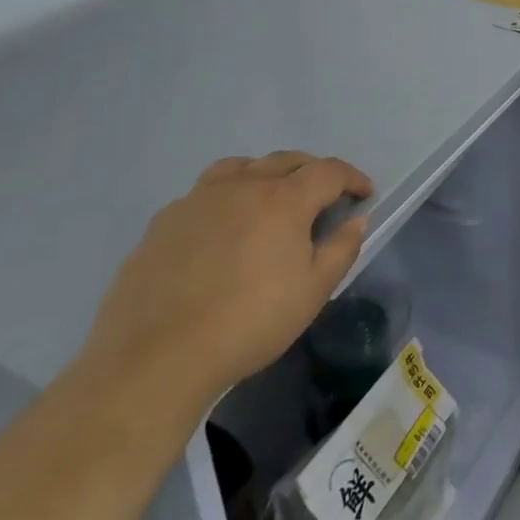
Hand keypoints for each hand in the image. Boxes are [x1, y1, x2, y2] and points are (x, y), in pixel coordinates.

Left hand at [82, 152, 373, 406]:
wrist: (155, 360)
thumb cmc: (248, 324)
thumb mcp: (313, 292)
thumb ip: (342, 248)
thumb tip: (356, 219)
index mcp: (284, 199)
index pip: (329, 171)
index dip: (352, 178)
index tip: (364, 194)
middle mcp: (243, 186)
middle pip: (287, 160)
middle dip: (313, 171)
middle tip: (324, 195)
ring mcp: (198, 200)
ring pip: (241, 167)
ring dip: (265, 174)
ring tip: (270, 198)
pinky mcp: (163, 222)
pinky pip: (203, 194)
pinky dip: (225, 198)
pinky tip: (221, 229)